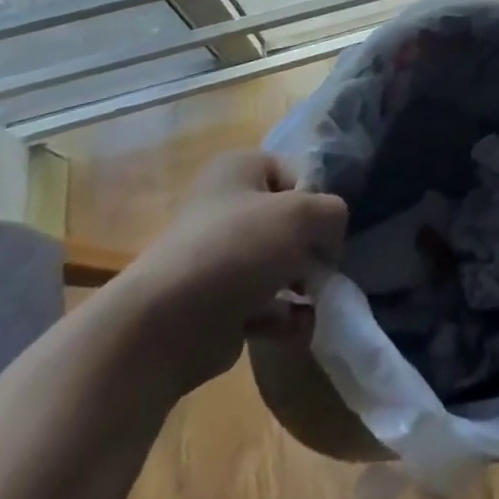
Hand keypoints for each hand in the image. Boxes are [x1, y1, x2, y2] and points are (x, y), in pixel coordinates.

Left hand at [118, 150, 347, 391]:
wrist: (164, 326)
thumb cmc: (237, 249)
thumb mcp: (304, 213)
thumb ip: (333, 213)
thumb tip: (328, 243)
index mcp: (239, 170)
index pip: (297, 174)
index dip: (315, 200)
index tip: (321, 228)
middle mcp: (226, 208)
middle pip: (290, 223)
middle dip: (311, 249)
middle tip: (320, 269)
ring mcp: (220, 259)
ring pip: (281, 265)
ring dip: (303, 285)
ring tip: (311, 301)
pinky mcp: (217, 305)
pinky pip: (266, 305)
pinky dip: (284, 317)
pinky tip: (293, 328)